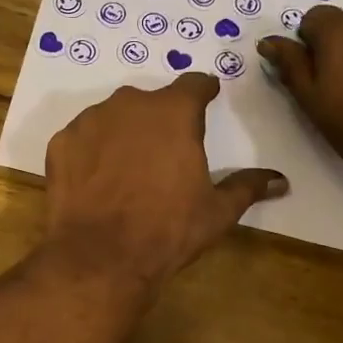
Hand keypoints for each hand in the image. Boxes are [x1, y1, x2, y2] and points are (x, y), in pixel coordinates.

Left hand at [44, 74, 286, 292]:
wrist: (101, 257)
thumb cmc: (168, 230)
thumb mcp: (217, 211)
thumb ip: (247, 187)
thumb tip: (281, 181)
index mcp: (174, 112)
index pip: (194, 84)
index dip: (203, 92)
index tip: (207, 98)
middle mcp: (129, 105)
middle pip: (150, 102)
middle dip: (159, 119)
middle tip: (164, 151)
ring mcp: (89, 121)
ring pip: (112, 117)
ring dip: (122, 133)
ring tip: (127, 168)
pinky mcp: (60, 144)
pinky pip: (82, 139)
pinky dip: (91, 152)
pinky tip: (96, 181)